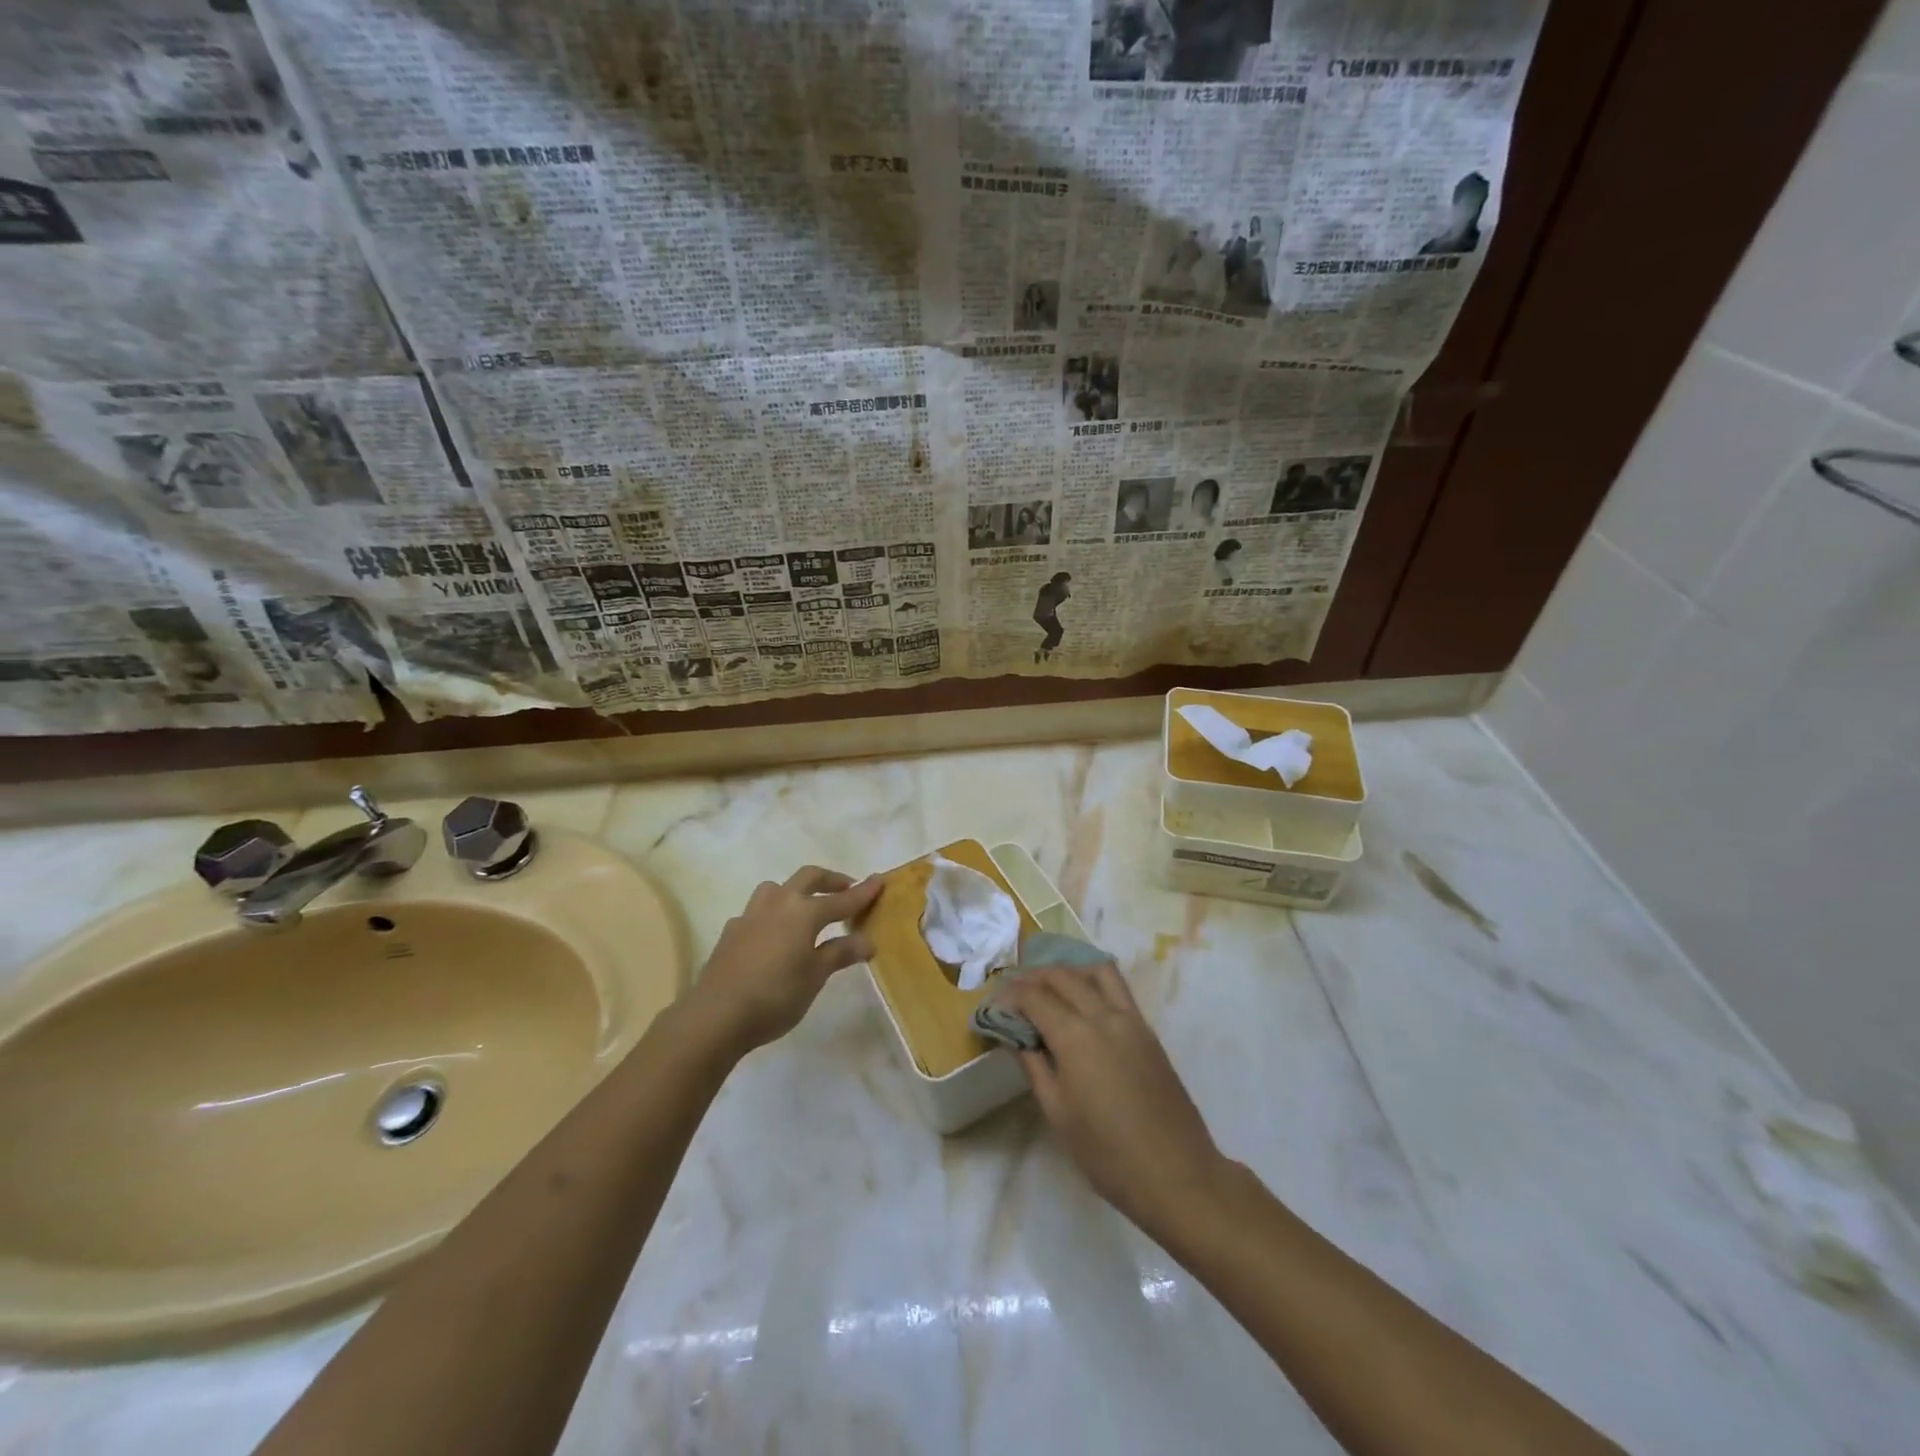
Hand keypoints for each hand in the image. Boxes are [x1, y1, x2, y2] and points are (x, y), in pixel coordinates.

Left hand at [683, 866, 882, 1056]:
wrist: (716, 1014)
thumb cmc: (776, 995)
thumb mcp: (816, 976)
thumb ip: (841, 953)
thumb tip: (868, 940)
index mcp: (804, 912)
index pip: (842, 899)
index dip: (863, 892)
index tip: (880, 879)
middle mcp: (778, 904)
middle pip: (808, 878)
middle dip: (830, 880)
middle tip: (846, 889)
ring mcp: (751, 915)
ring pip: (776, 889)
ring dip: (795, 892)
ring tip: (805, 909)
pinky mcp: (731, 931)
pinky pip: (757, 912)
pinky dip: (772, 916)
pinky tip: (772, 937)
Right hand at [995, 961, 1225, 1238]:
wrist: (1177, 1175)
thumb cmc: (1108, 1154)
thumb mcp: (1058, 1113)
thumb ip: (1035, 1066)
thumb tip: (1017, 1037)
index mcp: (1077, 1037)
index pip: (1035, 997)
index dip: (1010, 995)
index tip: (994, 1003)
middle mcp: (1104, 1016)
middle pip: (1063, 976)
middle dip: (1034, 976)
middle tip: (1014, 990)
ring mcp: (1132, 1020)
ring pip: (1096, 972)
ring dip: (1068, 971)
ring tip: (1049, 987)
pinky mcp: (1148, 1031)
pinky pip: (1117, 989)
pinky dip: (1092, 983)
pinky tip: (1081, 1003)